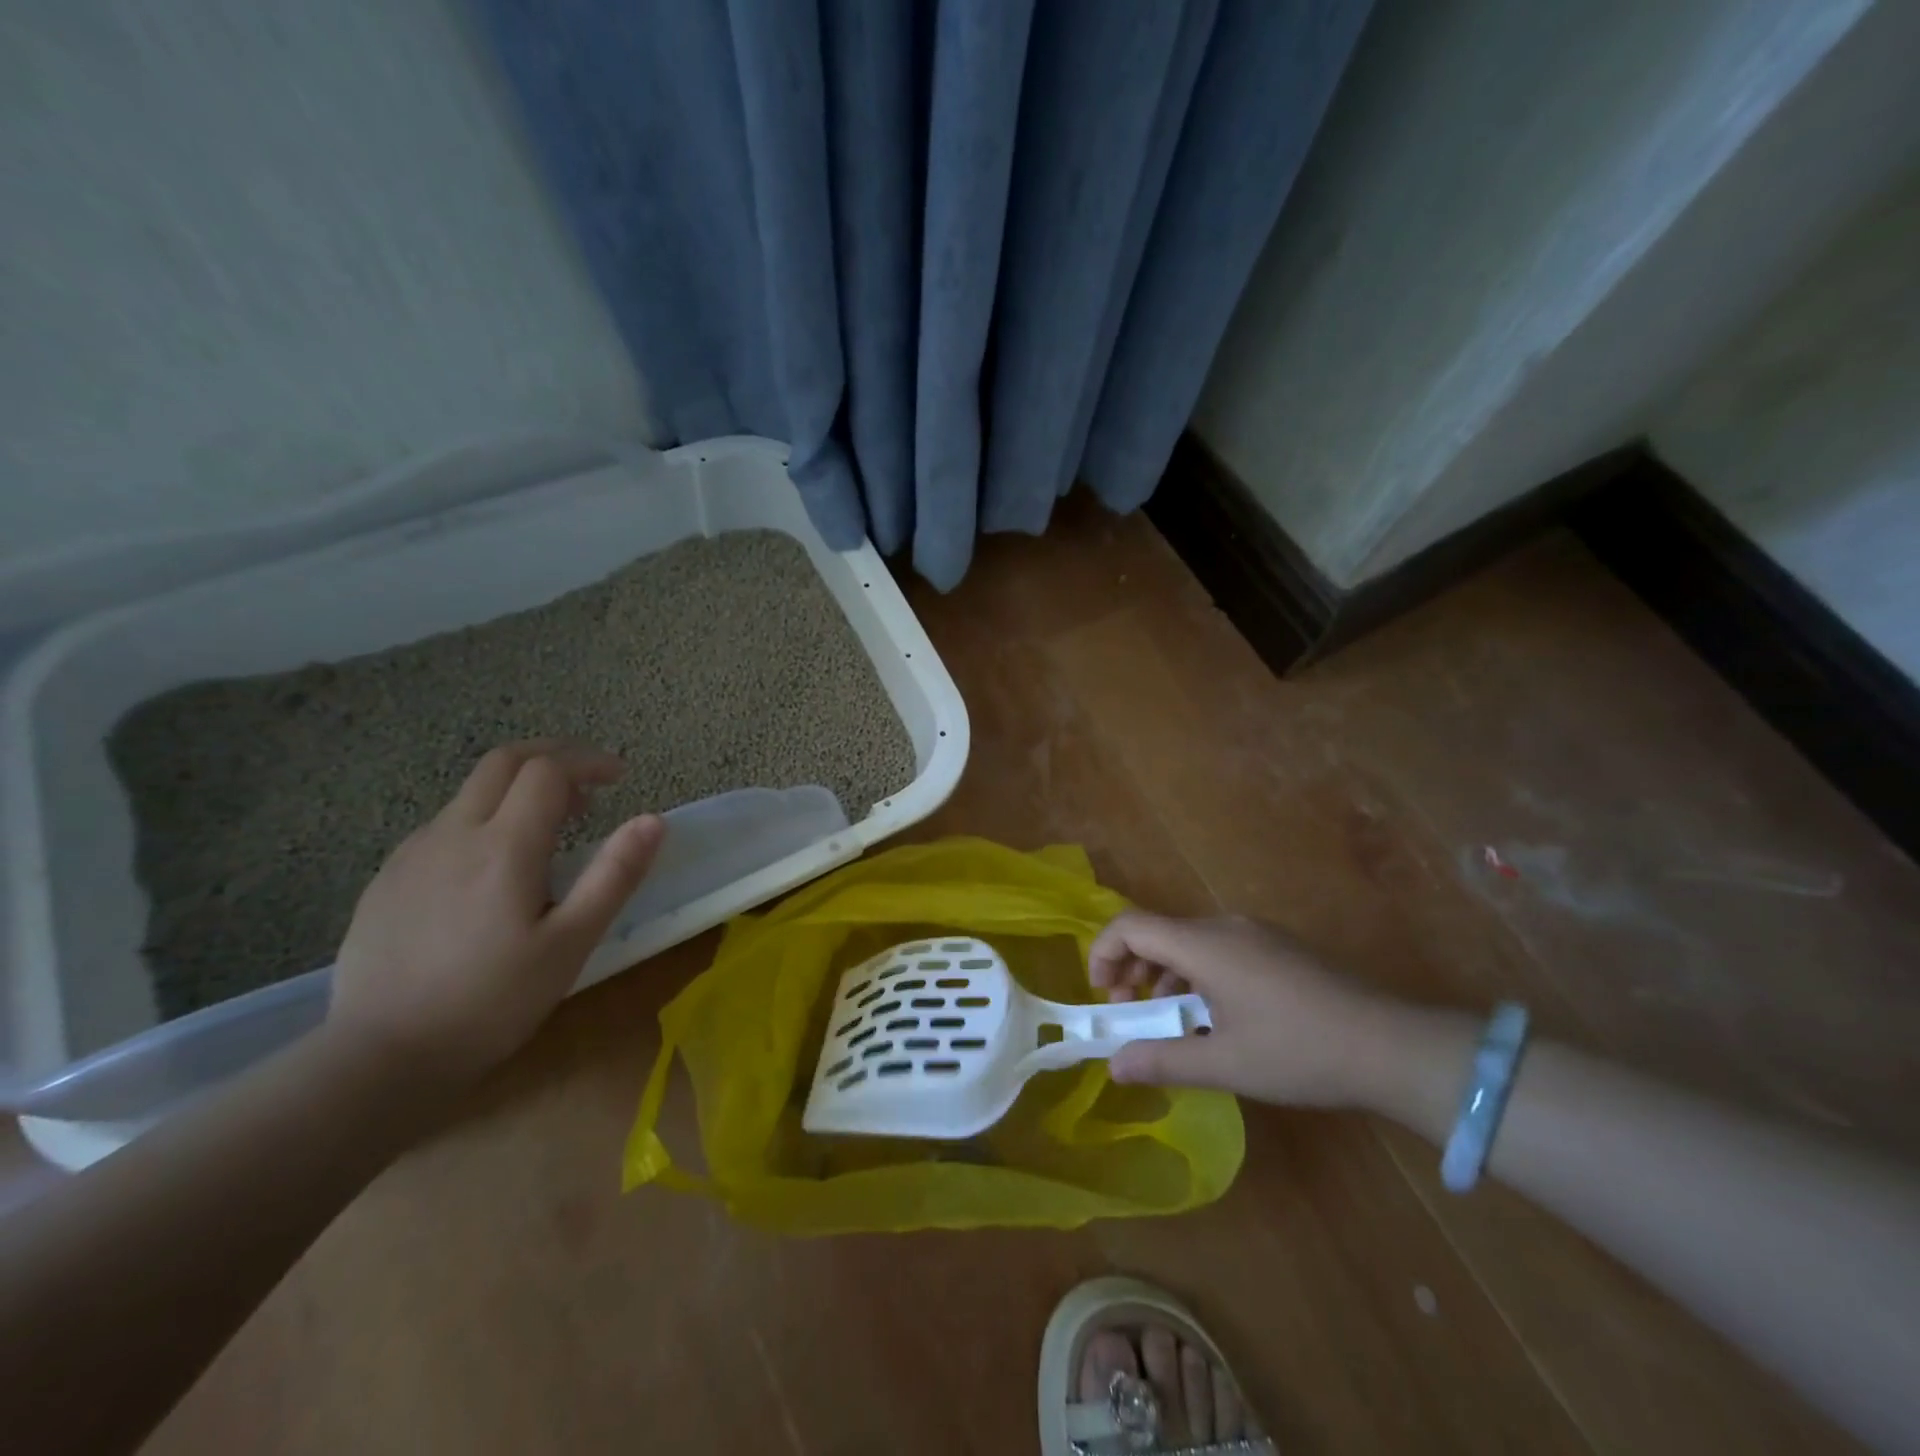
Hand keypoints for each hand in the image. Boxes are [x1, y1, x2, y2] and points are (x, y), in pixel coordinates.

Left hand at [326, 741, 664, 1088]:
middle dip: (553, 757)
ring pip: (471, 792)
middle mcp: (453, 833)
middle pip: (504, 761)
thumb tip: (654, 820)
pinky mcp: (387, 879)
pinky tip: (496, 870)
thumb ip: (614, 875)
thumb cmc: (492, 1002)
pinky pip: (445, 826)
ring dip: (519, 790)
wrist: (379, 1059)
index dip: (589, 762)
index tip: (621, 778)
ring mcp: (412, 854)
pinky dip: (486, 820)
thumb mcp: (571, 943)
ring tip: (552, 831)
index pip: (548, 769)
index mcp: (503, 845)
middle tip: (589, 786)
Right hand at [1088, 912, 1407, 1106]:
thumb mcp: (1225, 1063)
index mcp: (1205, 945)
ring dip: (1165, 978)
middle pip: (1158, 933)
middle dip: (1132, 971)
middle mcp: (1225, 927)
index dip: (1103, 953)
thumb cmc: (1299, 1052)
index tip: (1104, 998)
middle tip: (1133, 1017)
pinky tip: (1217, 1019)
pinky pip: (1219, 951)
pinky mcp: (1279, 948)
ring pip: (1189, 943)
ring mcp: (1256, 934)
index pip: (1131, 926)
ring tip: (1174, 1026)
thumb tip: (1114, 1065)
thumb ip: (1162, 1059)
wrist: (1393, 1046)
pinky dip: (1197, 977)